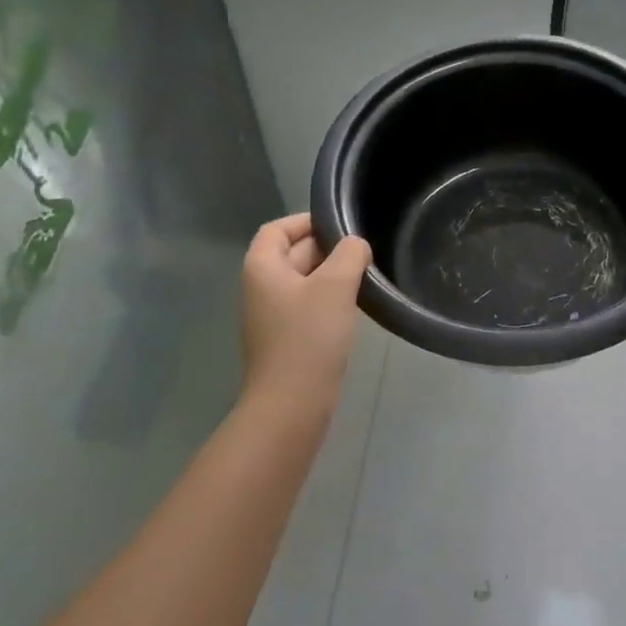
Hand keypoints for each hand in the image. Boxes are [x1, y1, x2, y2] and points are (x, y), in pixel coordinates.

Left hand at [241, 214, 372, 418]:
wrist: (291, 404)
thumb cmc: (309, 337)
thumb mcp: (335, 286)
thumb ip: (349, 254)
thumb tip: (356, 245)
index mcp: (262, 267)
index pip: (278, 229)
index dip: (307, 221)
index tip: (342, 226)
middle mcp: (261, 288)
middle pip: (293, 253)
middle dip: (327, 249)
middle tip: (363, 251)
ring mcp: (273, 317)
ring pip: (304, 282)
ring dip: (331, 276)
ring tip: (364, 277)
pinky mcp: (287, 340)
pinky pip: (307, 308)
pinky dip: (329, 301)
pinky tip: (353, 308)